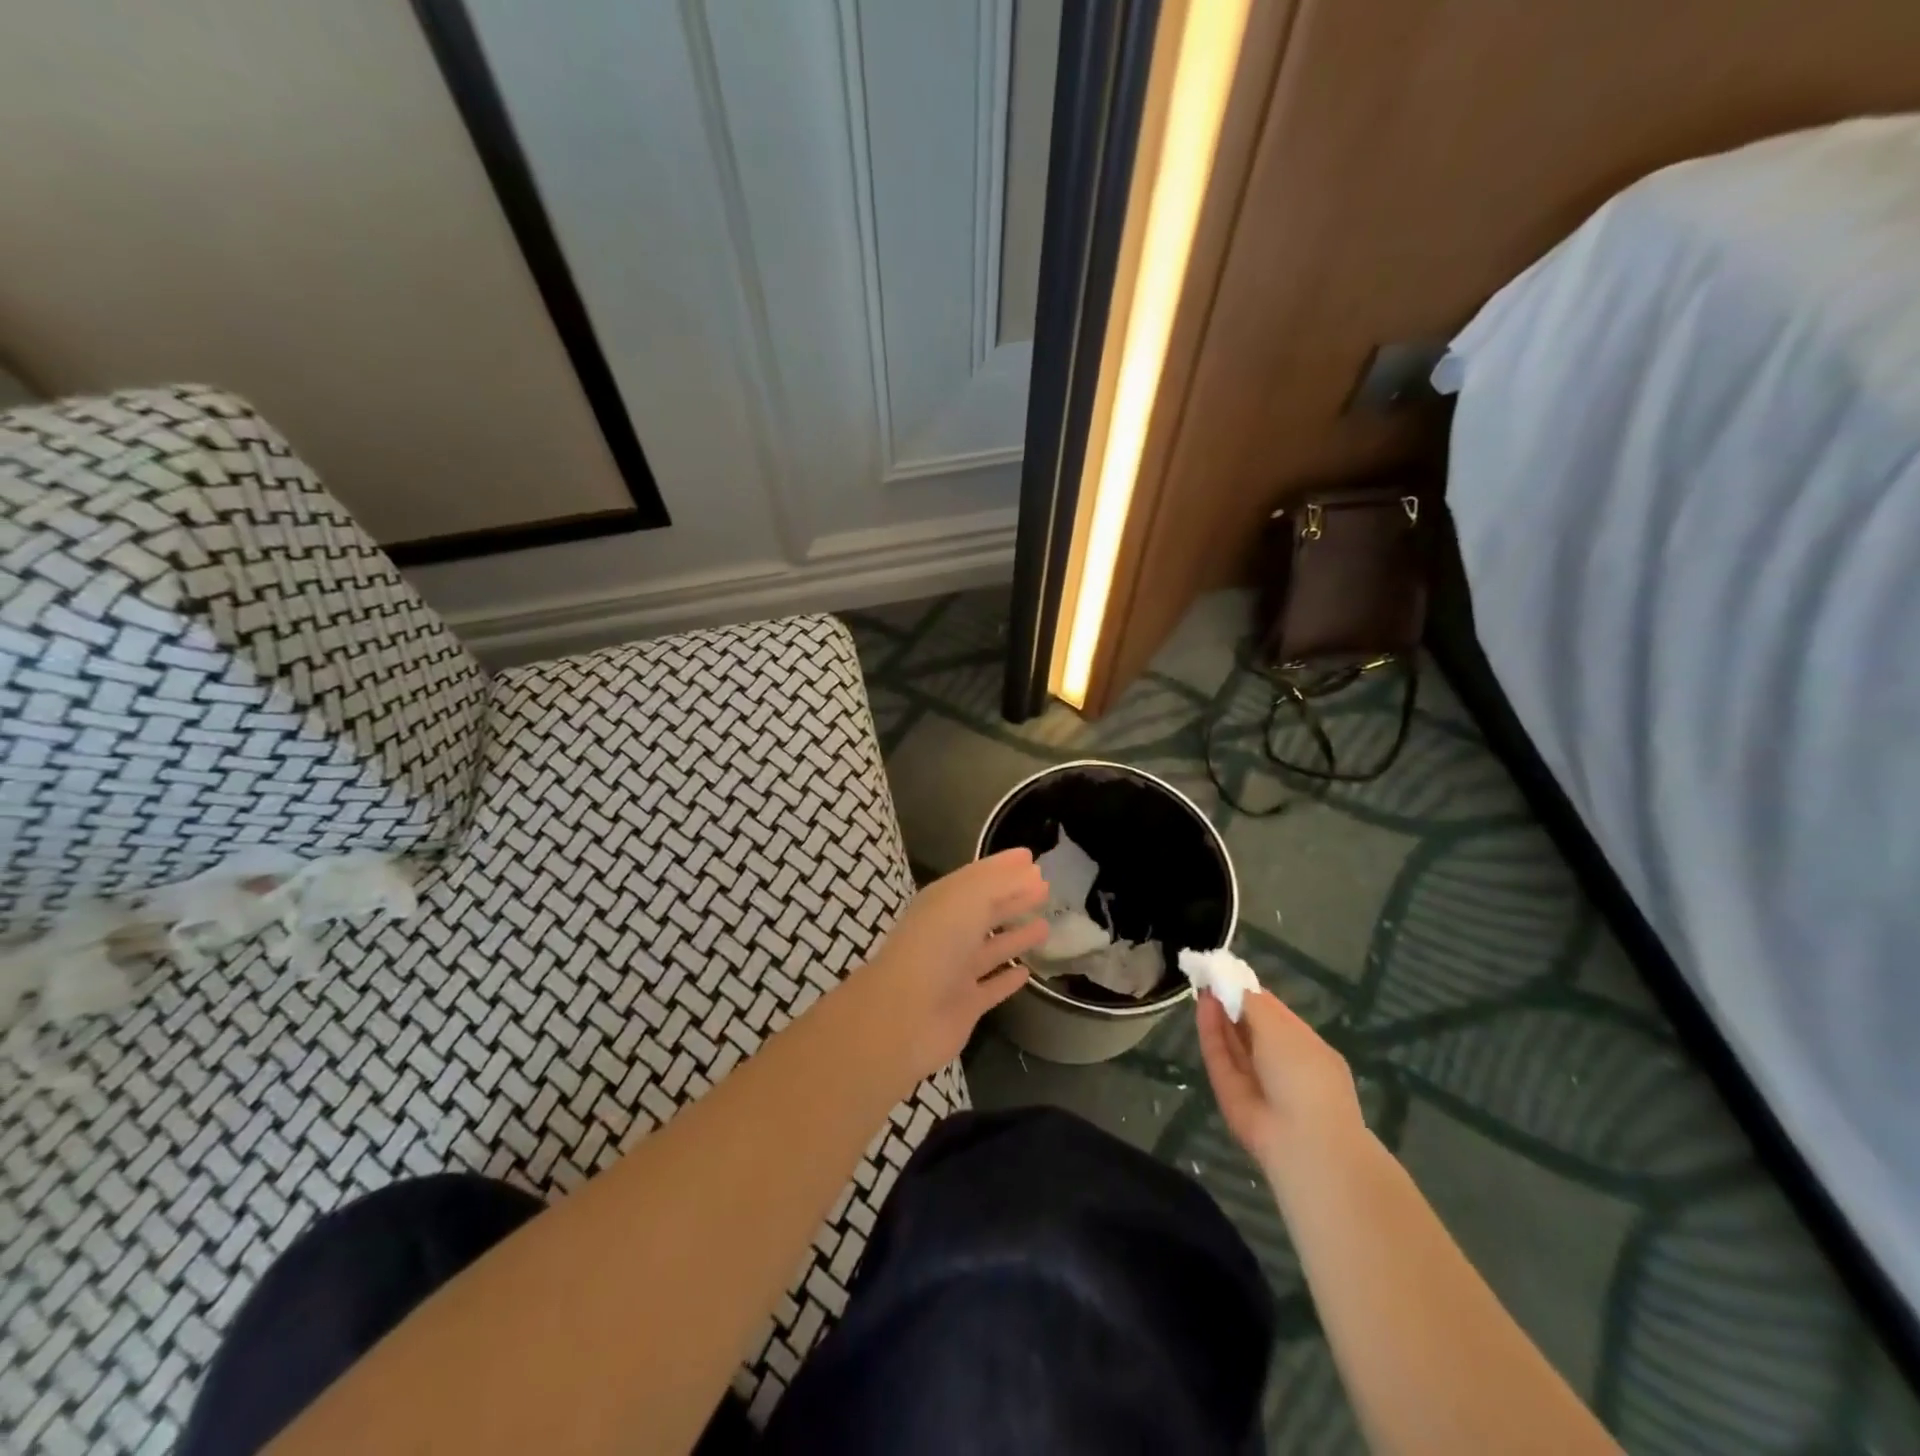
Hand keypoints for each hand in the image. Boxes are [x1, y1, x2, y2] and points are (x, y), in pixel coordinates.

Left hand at [849, 850, 1048, 1089]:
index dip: (1003, 866)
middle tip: (1045, 887)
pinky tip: (1028, 973)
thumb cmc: (936, 945)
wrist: (905, 1014)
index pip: (978, 877)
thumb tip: (1029, 869)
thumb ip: (999, 882)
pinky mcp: (965, 1005)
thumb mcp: (968, 899)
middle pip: (986, 910)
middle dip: (1013, 897)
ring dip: (1016, 937)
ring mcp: (956, 971)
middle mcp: (948, 933)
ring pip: (991, 948)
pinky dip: (1008, 980)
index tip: (1031, 856)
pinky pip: (991, 987)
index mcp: (943, 902)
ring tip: (1046, 924)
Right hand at [1196, 986, 1367, 1186]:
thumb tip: (1232, 980)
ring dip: (1218, 1013)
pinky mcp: (1231, 1093)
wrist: (1302, 1141)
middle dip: (1230, 1001)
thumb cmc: (1304, 1074)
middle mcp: (1281, 1063)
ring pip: (1233, 1042)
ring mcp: (1255, 1080)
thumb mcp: (1281, 1027)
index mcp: (1305, 1047)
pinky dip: (1210, 1032)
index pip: (1274, 1013)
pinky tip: (1202, 1005)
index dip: (1250, 991)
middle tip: (1207, 975)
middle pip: (1250, 1027)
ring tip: (1201, 984)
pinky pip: (1220, 1057)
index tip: (1226, 971)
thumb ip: (1252, 1001)